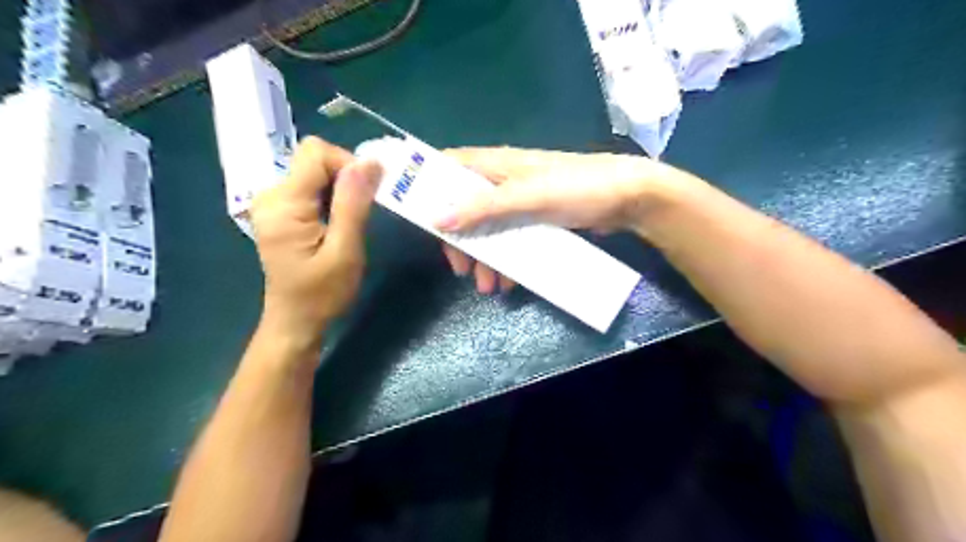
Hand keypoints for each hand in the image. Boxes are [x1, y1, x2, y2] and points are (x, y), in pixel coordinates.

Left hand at [248, 137, 381, 344]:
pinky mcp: (279, 211)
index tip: (367, 195)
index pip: (316, 153)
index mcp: (283, 203)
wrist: (296, 321)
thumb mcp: (345, 250)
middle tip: (361, 214)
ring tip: (350, 223)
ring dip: (340, 190)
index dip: (347, 165)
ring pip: (315, 172)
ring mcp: (272, 202)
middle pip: (314, 160)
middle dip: (345, 179)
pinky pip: (310, 187)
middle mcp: (270, 194)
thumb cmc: (322, 293)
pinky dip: (331, 198)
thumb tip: (370, 162)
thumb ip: (354, 203)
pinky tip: (337, 223)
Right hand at [436, 146, 672, 294]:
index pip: (449, 168)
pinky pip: (511, 240)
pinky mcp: (536, 219)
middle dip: (461, 241)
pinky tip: (510, 283)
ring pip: (488, 229)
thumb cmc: (577, 188)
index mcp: (496, 165)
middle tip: (461, 269)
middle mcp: (503, 181)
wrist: (627, 199)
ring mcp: (520, 202)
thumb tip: (438, 219)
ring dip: (485, 258)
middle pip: (465, 208)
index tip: (419, 221)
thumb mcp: (528, 197)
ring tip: (488, 288)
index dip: (429, 188)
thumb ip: (484, 207)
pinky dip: (507, 261)